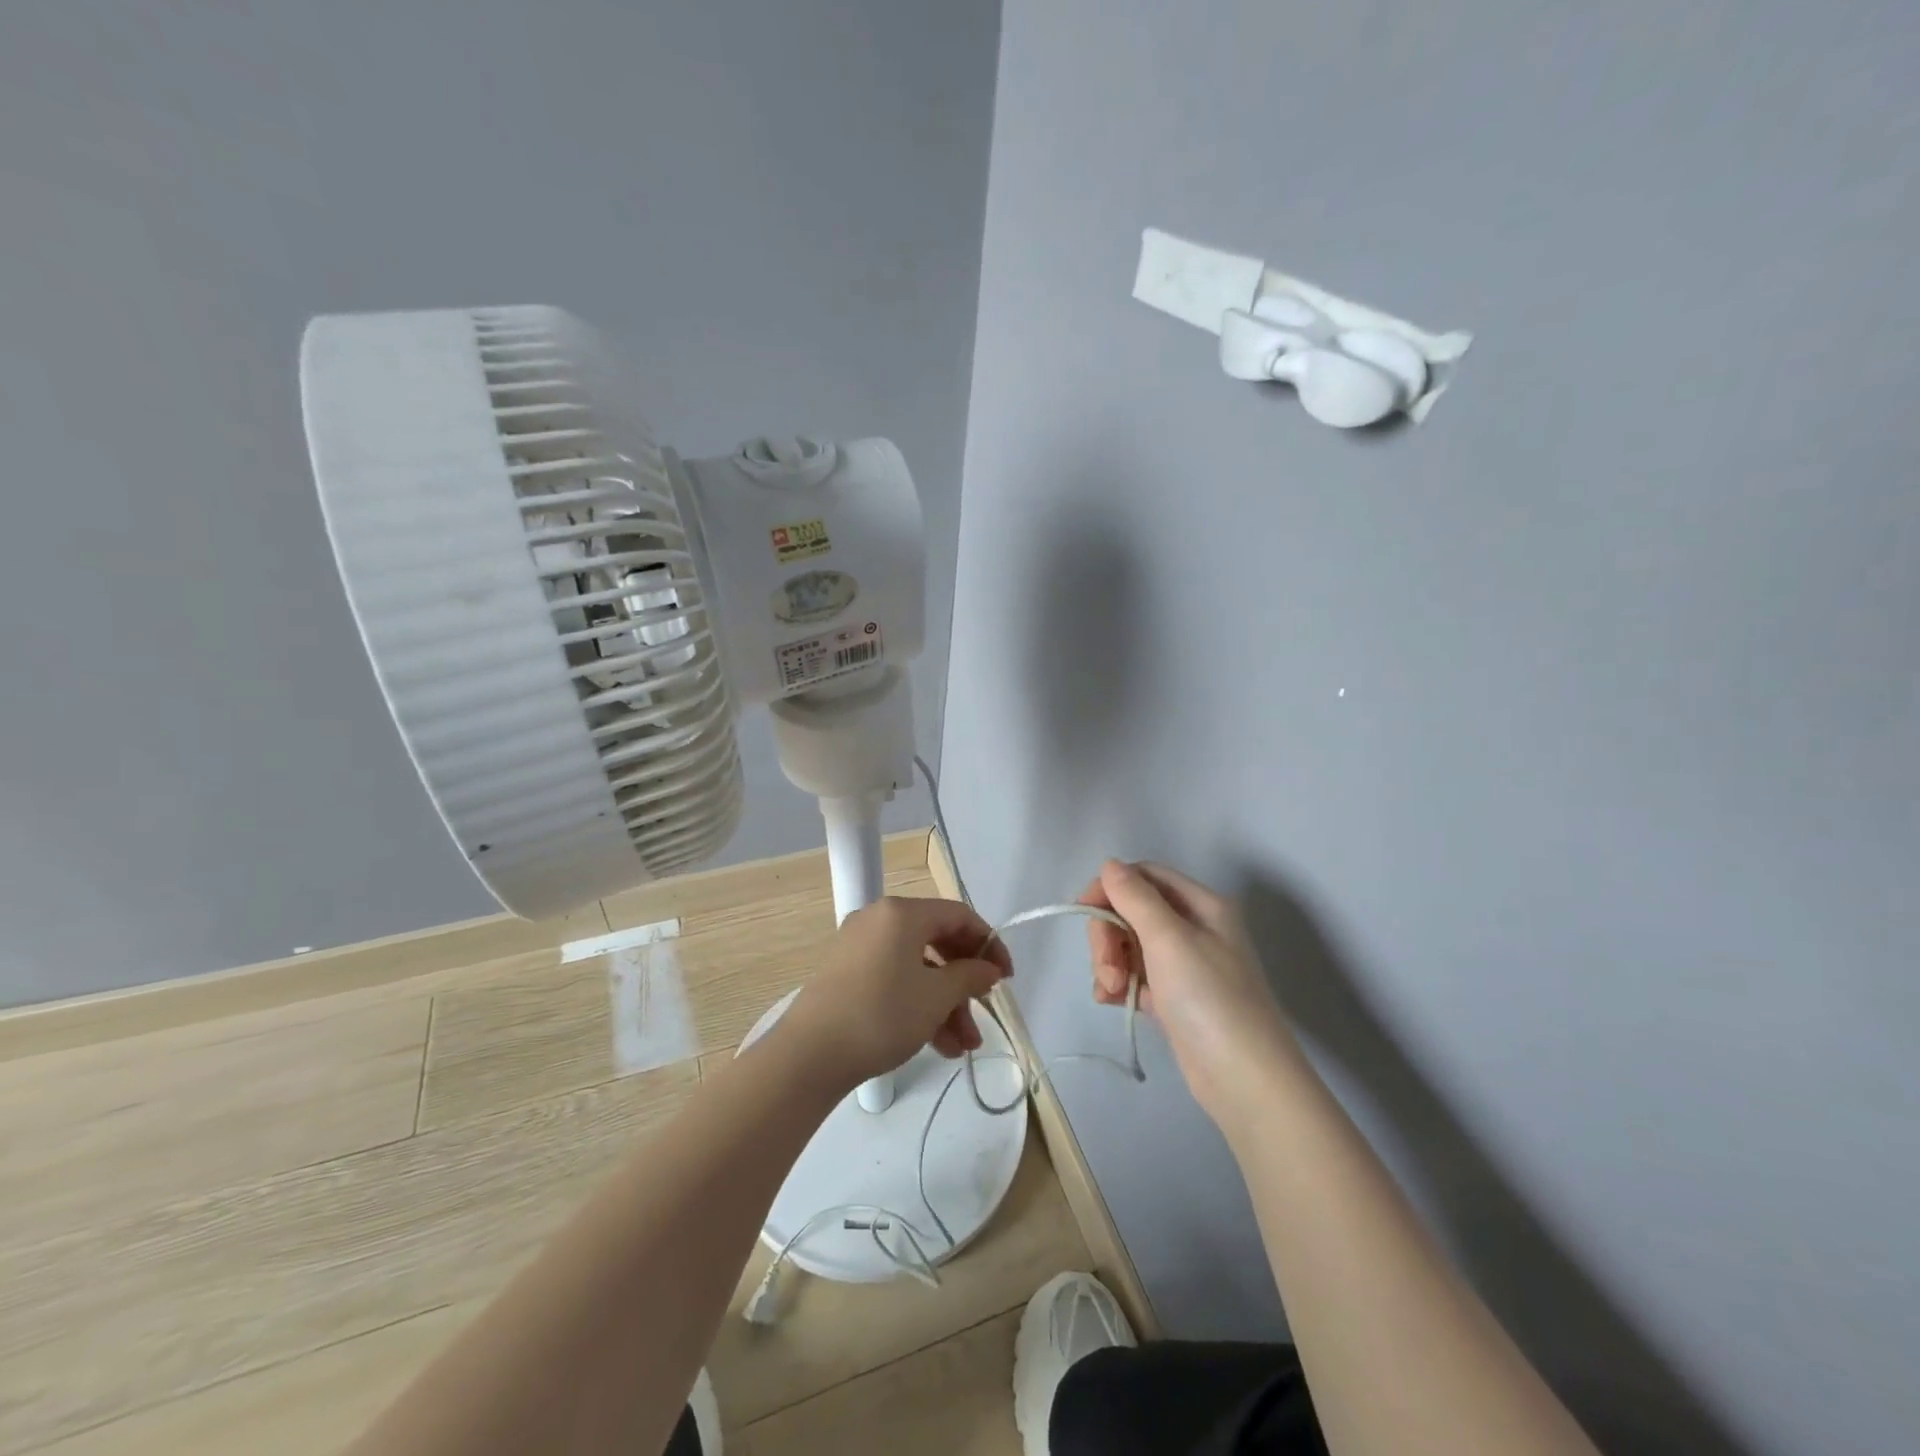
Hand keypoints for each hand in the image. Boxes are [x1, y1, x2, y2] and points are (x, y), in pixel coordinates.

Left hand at [782, 897, 1012, 1090]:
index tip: (1005, 977)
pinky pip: (894, 979)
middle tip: (983, 1013)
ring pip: (916, 967)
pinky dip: (918, 1005)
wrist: (809, 1055)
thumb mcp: (936, 997)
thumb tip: (988, 969)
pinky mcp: (847, 974)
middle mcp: (879, 920)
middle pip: (937, 942)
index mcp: (901, 913)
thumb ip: (969, 977)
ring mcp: (859, 947)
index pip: (958, 915)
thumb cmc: (881, 1014)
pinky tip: (938, 1045)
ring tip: (964, 1047)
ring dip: (944, 1004)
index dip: (988, 944)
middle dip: (964, 983)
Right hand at [1080, 860, 1297, 1120]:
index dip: (1110, 888)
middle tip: (1106, 968)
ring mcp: (1185, 965)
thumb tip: (1110, 864)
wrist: (1245, 1080)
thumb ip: (1135, 897)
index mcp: (1201, 905)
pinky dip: (1118, 984)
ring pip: (1129, 944)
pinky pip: (1135, 976)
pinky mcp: (1175, 998)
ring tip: (1110, 991)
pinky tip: (1110, 1001)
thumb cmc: (1209, 999)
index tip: (1083, 912)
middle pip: (1132, 911)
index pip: (1145, 876)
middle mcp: (1194, 928)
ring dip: (1110, 962)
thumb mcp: (1169, 939)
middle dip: (1109, 934)